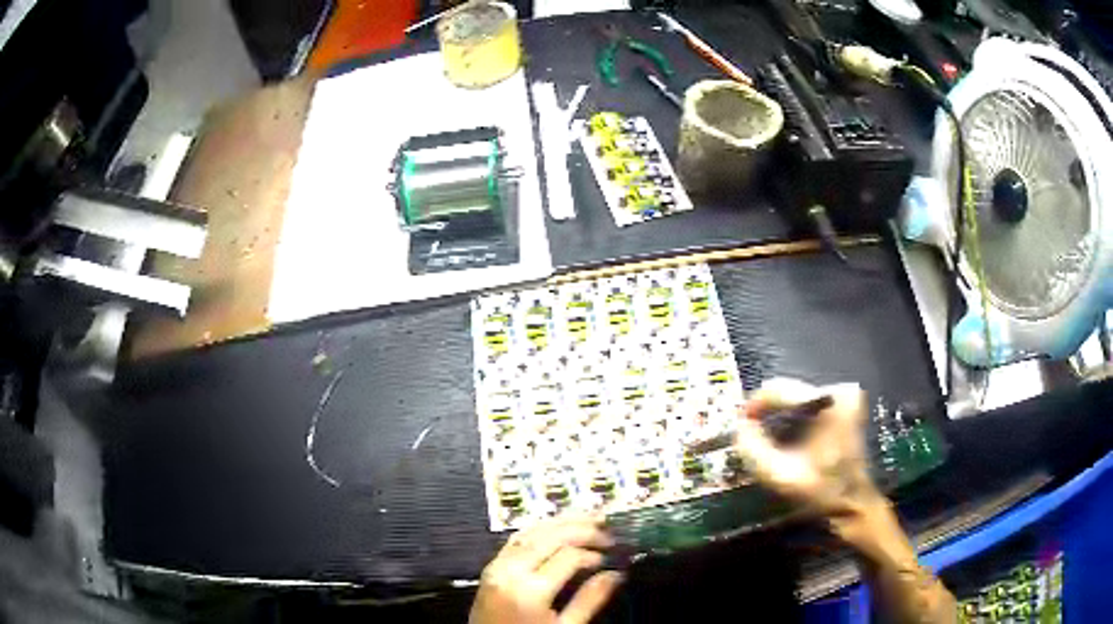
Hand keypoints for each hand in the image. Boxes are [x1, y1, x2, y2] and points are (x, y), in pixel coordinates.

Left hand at [469, 515, 622, 623]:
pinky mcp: (491, 567)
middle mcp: (510, 571)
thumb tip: (616, 575)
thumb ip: (589, 601)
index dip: (594, 553)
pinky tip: (556, 526)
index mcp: (530, 590)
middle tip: (608, 526)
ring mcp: (497, 566)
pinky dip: (539, 528)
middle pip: (550, 537)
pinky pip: (515, 539)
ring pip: (532, 532)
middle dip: (581, 528)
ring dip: (561, 522)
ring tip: (588, 516)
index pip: (569, 556)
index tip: (612, 555)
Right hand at [734, 378, 880, 518]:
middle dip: (768, 413)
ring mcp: (845, 394)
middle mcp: (839, 390)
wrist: (853, 502)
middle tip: (754, 436)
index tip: (740, 425)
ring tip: (772, 441)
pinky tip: (793, 439)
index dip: (754, 405)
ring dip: (781, 416)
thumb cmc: (820, 491)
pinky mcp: (846, 403)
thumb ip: (753, 449)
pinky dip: (796, 418)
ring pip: (797, 397)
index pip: (779, 389)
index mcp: (827, 403)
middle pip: (789, 392)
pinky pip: (810, 403)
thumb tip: (739, 426)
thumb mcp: (780, 475)